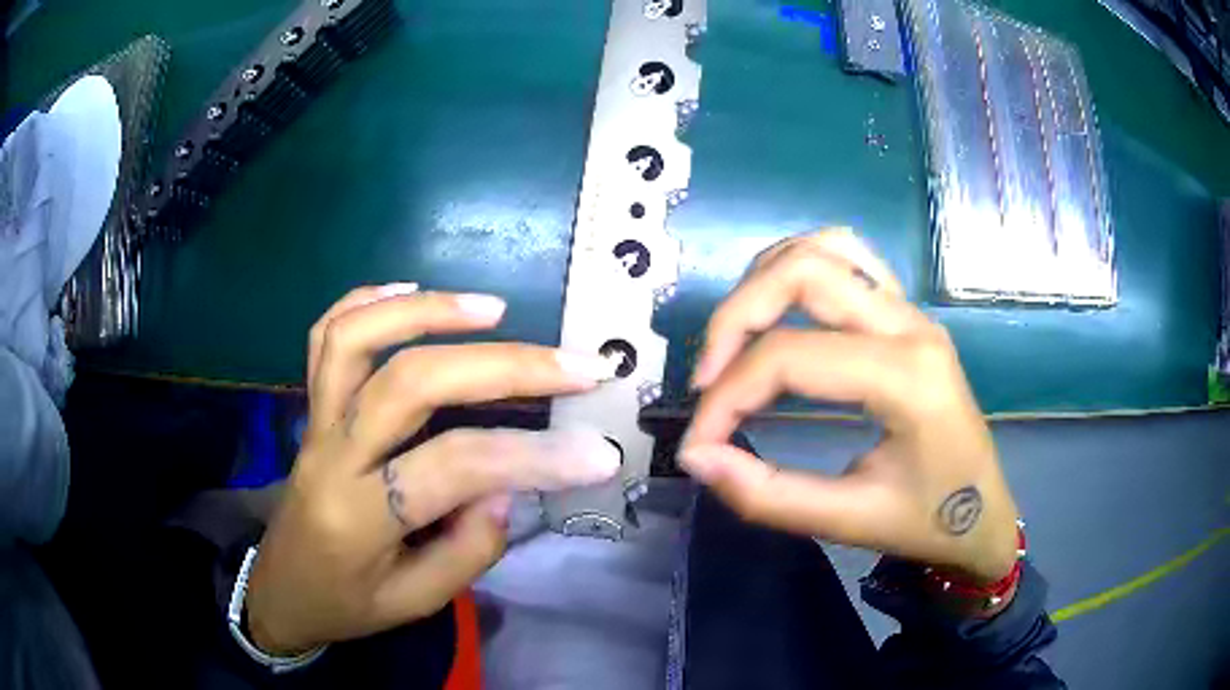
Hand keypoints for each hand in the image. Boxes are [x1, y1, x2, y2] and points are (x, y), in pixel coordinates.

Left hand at [246, 284, 620, 654]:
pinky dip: (367, 301)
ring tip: (495, 309)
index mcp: (357, 518)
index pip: (453, 468)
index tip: (599, 453)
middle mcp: (332, 455)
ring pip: (356, 339)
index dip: (533, 457)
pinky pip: (324, 336)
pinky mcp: (310, 406)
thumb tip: (509, 482)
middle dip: (503, 366)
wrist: (281, 589)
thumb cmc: (347, 604)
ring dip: (428, 312)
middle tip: (574, 364)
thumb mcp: (415, 603)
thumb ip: (468, 549)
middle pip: (410, 383)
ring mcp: (315, 421)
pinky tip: (412, 290)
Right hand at [680, 231, 1019, 582]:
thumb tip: (697, 458)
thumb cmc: (928, 521)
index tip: (699, 443)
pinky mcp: (907, 313)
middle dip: (735, 317)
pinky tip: (780, 312)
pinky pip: (848, 258)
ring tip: (737, 339)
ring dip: (766, 280)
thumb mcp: (849, 522)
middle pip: (803, 271)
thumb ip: (768, 495)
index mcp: (907, 378)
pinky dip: (800, 269)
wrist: (984, 514)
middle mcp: (910, 325)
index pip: (790, 357)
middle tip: (708, 378)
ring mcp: (912, 311)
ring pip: (827, 247)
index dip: (726, 396)